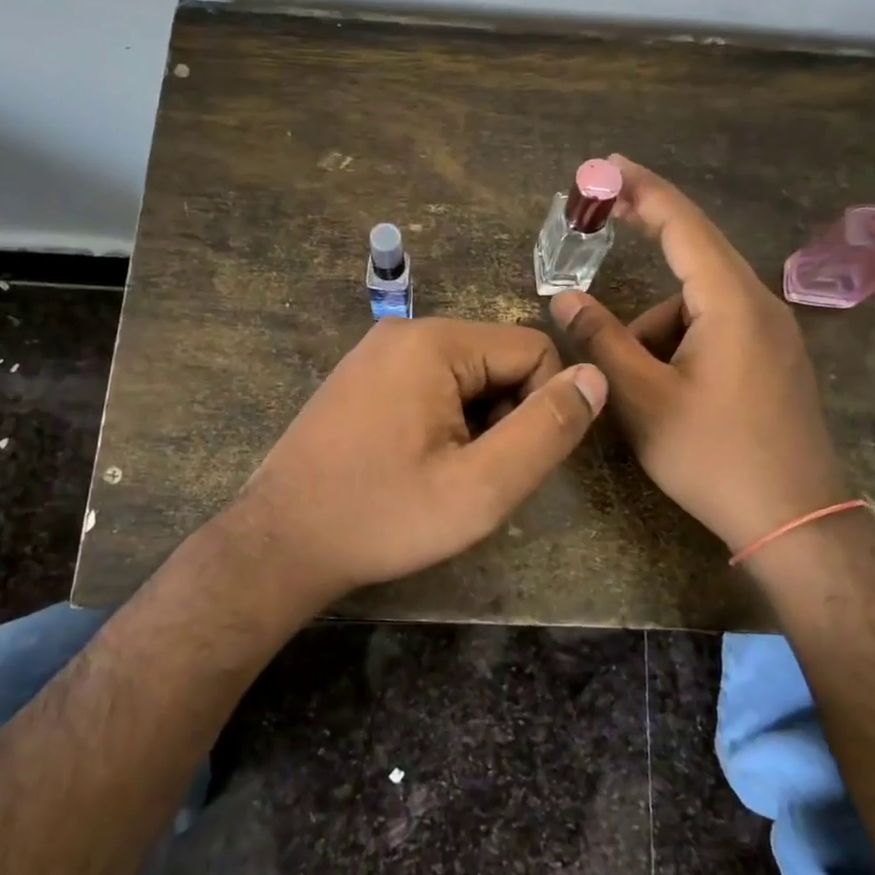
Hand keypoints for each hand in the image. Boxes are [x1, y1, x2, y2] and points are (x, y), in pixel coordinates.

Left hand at [219, 317, 606, 602]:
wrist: (279, 543)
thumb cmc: (383, 517)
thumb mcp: (481, 488)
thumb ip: (545, 430)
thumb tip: (595, 376)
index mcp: (434, 343)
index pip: (533, 350)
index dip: (542, 407)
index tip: (510, 463)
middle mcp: (404, 331)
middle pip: (498, 359)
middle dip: (506, 415)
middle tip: (473, 475)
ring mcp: (376, 352)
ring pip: (467, 375)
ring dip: (476, 422)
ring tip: (443, 474)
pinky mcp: (361, 376)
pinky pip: (430, 383)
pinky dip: (443, 420)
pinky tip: (416, 463)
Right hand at [549, 155, 845, 552]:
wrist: (795, 521)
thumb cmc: (714, 456)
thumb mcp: (644, 399)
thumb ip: (601, 342)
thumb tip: (564, 298)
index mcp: (731, 302)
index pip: (683, 225)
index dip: (642, 190)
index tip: (606, 166)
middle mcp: (760, 304)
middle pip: (693, 258)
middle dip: (648, 239)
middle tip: (603, 221)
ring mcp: (773, 334)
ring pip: (698, 306)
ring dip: (657, 327)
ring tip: (640, 386)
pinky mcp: (774, 360)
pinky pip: (717, 329)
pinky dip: (681, 344)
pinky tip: (669, 393)